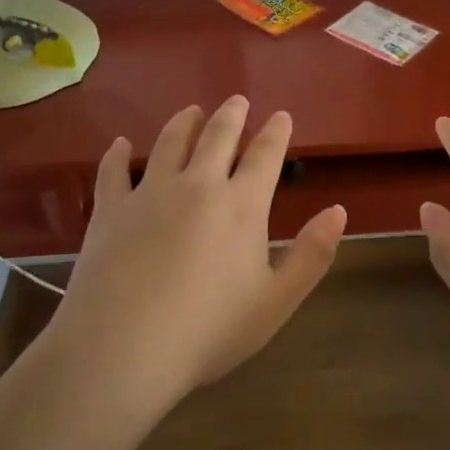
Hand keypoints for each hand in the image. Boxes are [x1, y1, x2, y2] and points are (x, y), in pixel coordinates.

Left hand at [43, 97, 347, 411]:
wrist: (122, 349)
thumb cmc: (208, 331)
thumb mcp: (275, 302)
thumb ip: (311, 255)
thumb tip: (339, 210)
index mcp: (241, 205)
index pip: (265, 155)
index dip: (276, 132)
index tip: (281, 115)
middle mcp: (198, 184)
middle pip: (218, 136)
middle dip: (231, 115)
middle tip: (237, 100)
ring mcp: (150, 192)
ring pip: (170, 142)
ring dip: (184, 122)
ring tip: (191, 112)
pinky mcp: (111, 208)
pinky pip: (114, 170)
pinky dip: (118, 154)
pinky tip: (120, 144)